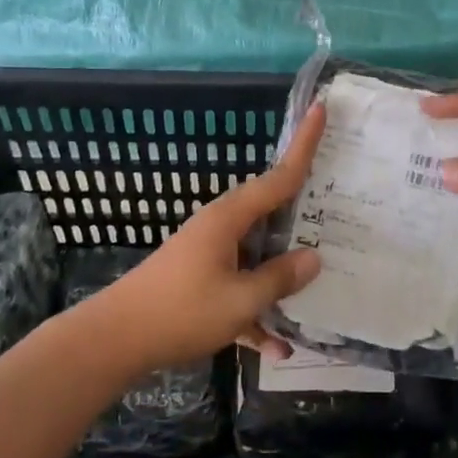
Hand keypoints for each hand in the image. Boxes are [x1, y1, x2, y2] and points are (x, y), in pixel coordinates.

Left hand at [74, 103, 324, 374]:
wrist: (115, 340)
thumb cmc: (181, 311)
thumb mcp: (241, 300)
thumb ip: (280, 278)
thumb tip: (313, 257)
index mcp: (231, 218)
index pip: (279, 175)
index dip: (304, 144)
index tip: (321, 108)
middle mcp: (222, 227)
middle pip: (272, 212)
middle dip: (305, 211)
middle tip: (343, 204)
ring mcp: (211, 253)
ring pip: (259, 254)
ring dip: (283, 275)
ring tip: (321, 285)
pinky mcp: (202, 281)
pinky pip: (240, 289)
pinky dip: (257, 312)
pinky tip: (277, 348)